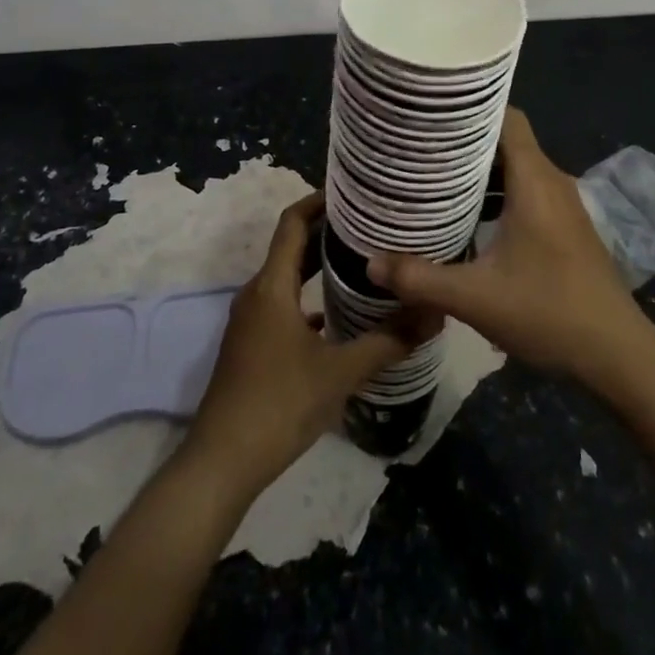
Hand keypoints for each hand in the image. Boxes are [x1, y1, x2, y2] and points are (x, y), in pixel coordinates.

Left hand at [183, 192, 419, 497]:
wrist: (221, 463)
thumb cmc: (279, 404)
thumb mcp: (341, 372)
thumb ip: (388, 341)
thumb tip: (433, 314)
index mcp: (272, 286)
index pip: (292, 223)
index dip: (319, 201)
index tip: (352, 192)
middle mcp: (257, 293)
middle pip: (292, 247)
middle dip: (328, 232)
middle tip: (371, 225)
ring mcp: (251, 321)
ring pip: (287, 278)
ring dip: (319, 265)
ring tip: (362, 262)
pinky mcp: (251, 345)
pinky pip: (283, 305)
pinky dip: (309, 298)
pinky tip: (339, 315)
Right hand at [368, 108, 648, 387]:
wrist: (618, 353)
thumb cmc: (549, 312)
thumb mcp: (476, 298)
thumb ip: (421, 278)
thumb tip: (371, 263)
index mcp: (534, 180)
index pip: (506, 116)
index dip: (471, 108)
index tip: (432, 112)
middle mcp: (551, 181)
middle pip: (507, 140)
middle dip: (465, 140)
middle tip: (420, 146)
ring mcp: (563, 204)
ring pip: (517, 167)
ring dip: (481, 169)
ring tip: (436, 177)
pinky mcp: (566, 226)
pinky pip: (527, 189)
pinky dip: (498, 191)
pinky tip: (470, 215)